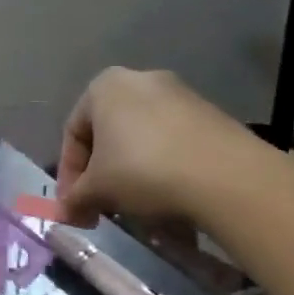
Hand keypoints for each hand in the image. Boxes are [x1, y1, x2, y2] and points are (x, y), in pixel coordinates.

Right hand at [55, 69, 265, 226]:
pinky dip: (165, 170)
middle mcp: (140, 80)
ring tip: (138, 210)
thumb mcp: (98, 189)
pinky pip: (175, 144)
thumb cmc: (143, 170)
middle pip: (109, 134)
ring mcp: (180, 95)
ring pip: (143, 140)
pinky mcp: (211, 115)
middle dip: (103, 175)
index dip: (69, 175)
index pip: (74, 133)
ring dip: (133, 175)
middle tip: (103, 208)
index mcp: (104, 86)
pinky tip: (170, 200)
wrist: (228, 176)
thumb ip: (76, 198)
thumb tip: (66, 214)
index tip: (74, 207)